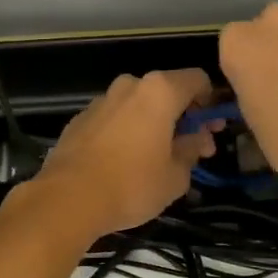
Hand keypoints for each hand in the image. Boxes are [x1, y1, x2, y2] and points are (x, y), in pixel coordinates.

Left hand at [30, 69, 217, 241]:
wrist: (67, 198)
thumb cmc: (132, 184)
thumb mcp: (175, 176)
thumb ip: (192, 151)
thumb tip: (198, 139)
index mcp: (159, 91)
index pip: (197, 79)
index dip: (210, 102)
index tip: (210, 128)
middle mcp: (130, 85)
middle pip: (166, 91)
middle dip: (182, 115)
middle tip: (189, 147)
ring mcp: (102, 100)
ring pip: (138, 104)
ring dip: (152, 123)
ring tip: (155, 157)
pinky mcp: (80, 118)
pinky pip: (114, 118)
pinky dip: (125, 131)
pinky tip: (123, 161)